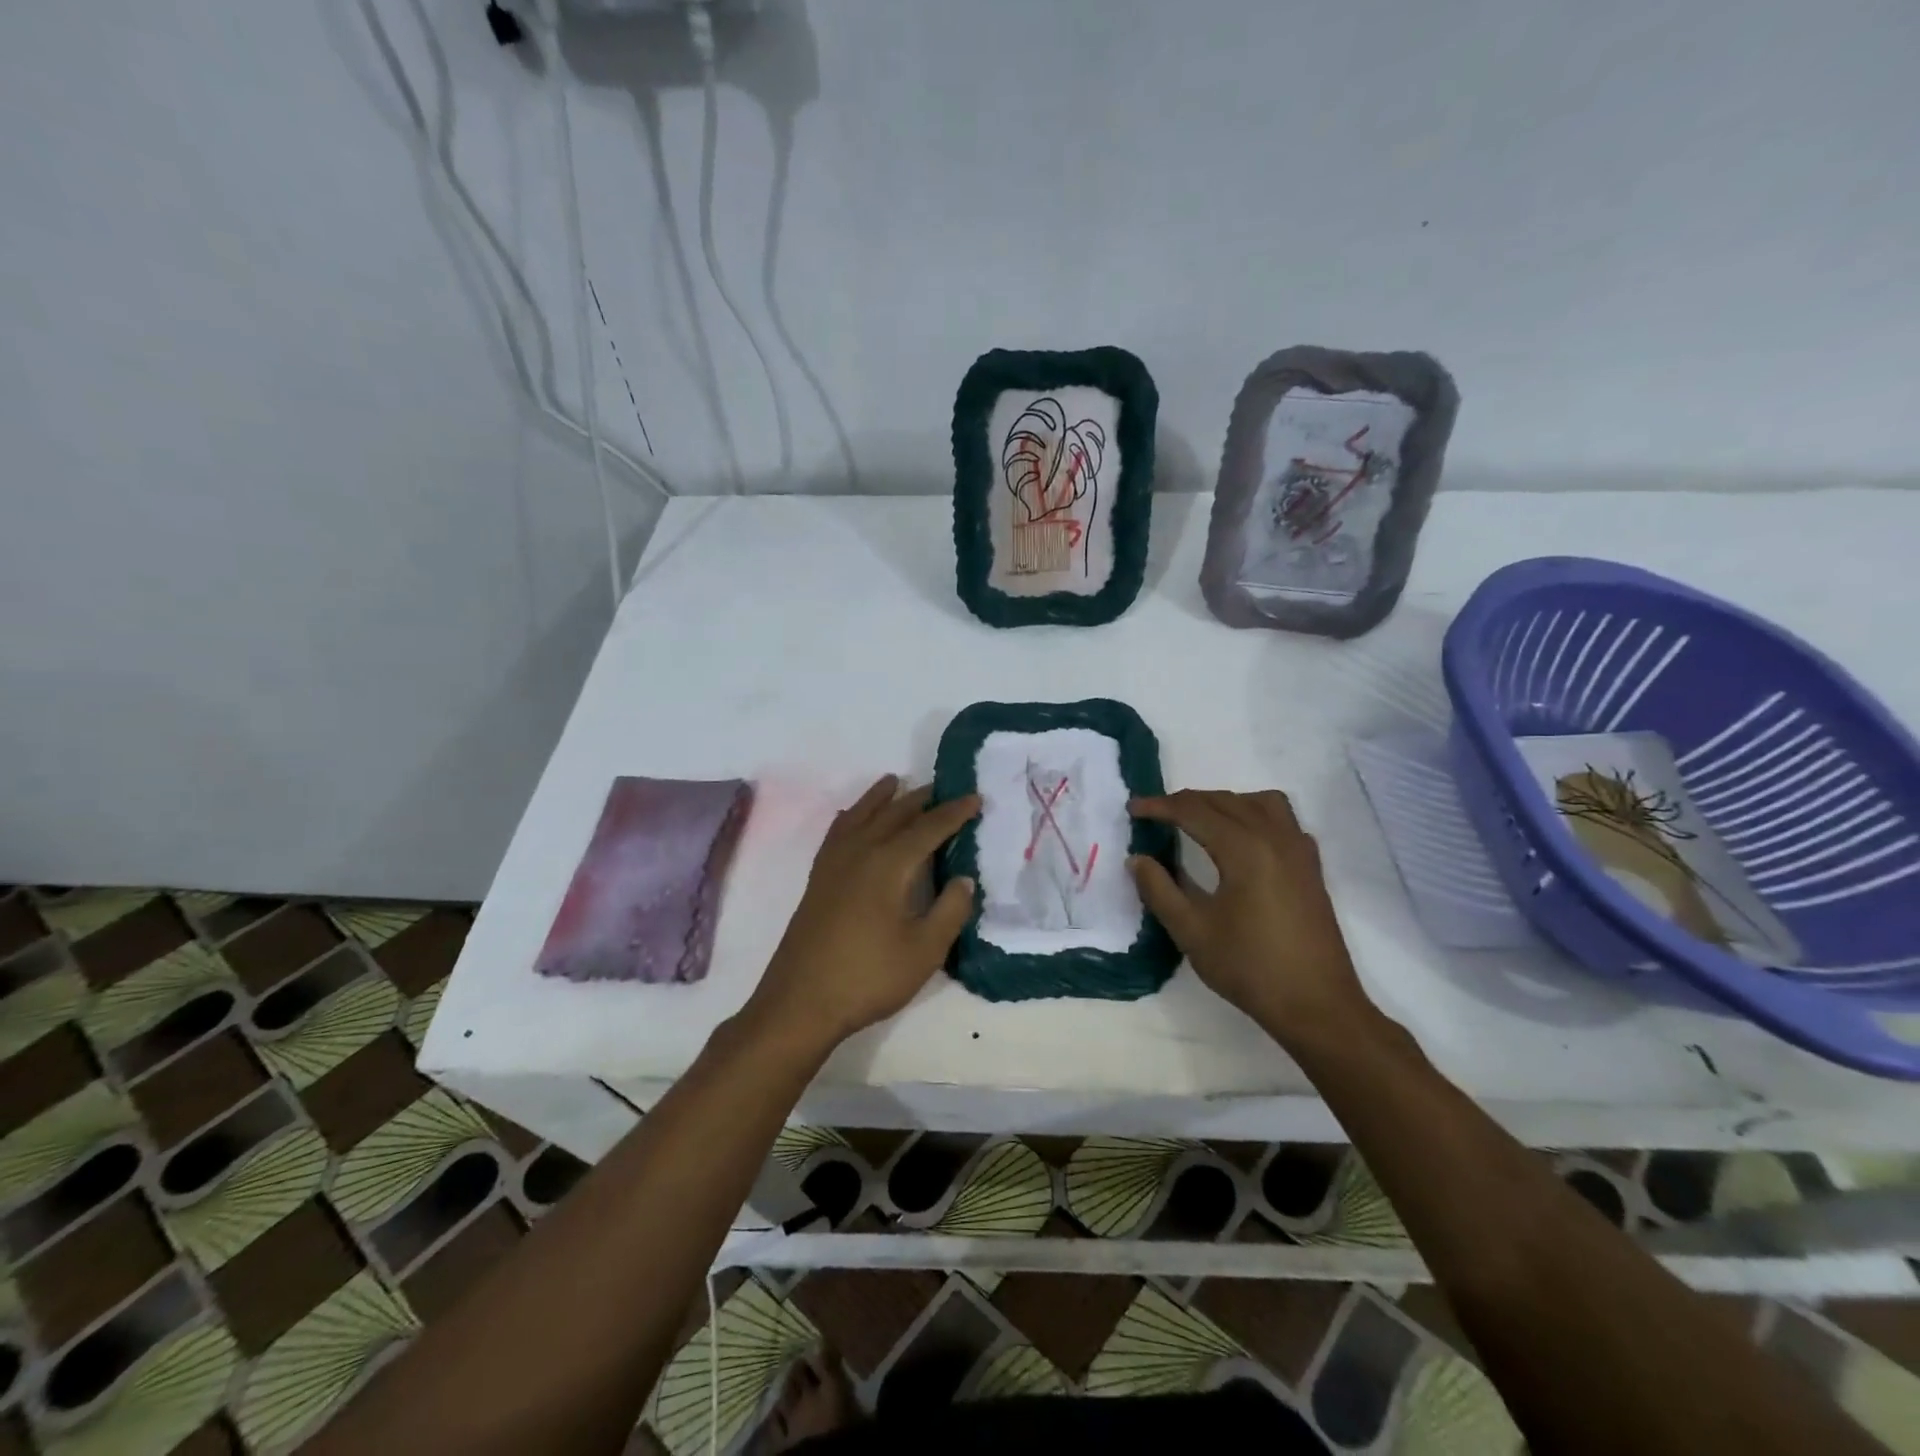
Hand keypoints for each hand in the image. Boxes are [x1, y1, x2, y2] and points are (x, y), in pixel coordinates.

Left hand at [743, 776, 978, 1050]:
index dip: (954, 813)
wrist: (801, 1001)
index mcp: (889, 864)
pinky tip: (851, 818)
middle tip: (943, 788)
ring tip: (895, 782)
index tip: (975, 798)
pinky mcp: (818, 879)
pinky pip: (838, 831)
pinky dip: (851, 816)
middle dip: (920, 799)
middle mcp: (860, 852)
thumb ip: (950, 910)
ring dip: (881, 798)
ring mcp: (833, 863)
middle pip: (893, 814)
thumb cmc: (868, 977)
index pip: (928, 828)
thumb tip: (963, 878)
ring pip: (860, 815)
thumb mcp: (924, 951)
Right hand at [1128, 790, 1375, 1043]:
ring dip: (1223, 802)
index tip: (1132, 809)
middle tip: (1155, 814)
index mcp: (1244, 849)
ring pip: (1257, 802)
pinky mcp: (1311, 866)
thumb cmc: (1250, 968)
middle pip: (1224, 800)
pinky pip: (1281, 819)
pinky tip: (1241, 840)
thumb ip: (1159, 890)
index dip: (1159, 806)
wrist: (1317, 1006)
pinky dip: (1253, 814)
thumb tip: (1137, 859)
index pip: (1193, 811)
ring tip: (1198, 820)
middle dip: (1185, 802)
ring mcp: (1298, 850)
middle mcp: (1274, 837)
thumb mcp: (1192, 932)